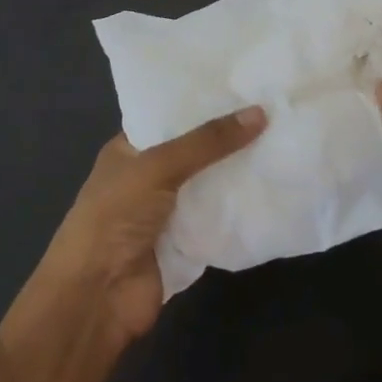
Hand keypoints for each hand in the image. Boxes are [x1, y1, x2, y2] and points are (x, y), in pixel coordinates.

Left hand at [34, 107, 266, 345]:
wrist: (97, 297)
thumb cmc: (115, 217)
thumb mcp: (158, 167)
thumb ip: (208, 142)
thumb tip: (261, 112)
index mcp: (129, 149)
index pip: (169, 115)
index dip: (202, 102)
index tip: (245, 84)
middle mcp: (148, 176)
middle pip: (195, 150)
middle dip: (229, 136)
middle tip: (276, 109)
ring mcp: (167, 211)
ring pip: (210, 184)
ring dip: (239, 171)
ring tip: (284, 139)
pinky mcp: (186, 242)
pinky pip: (218, 217)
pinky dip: (240, 207)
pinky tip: (274, 186)